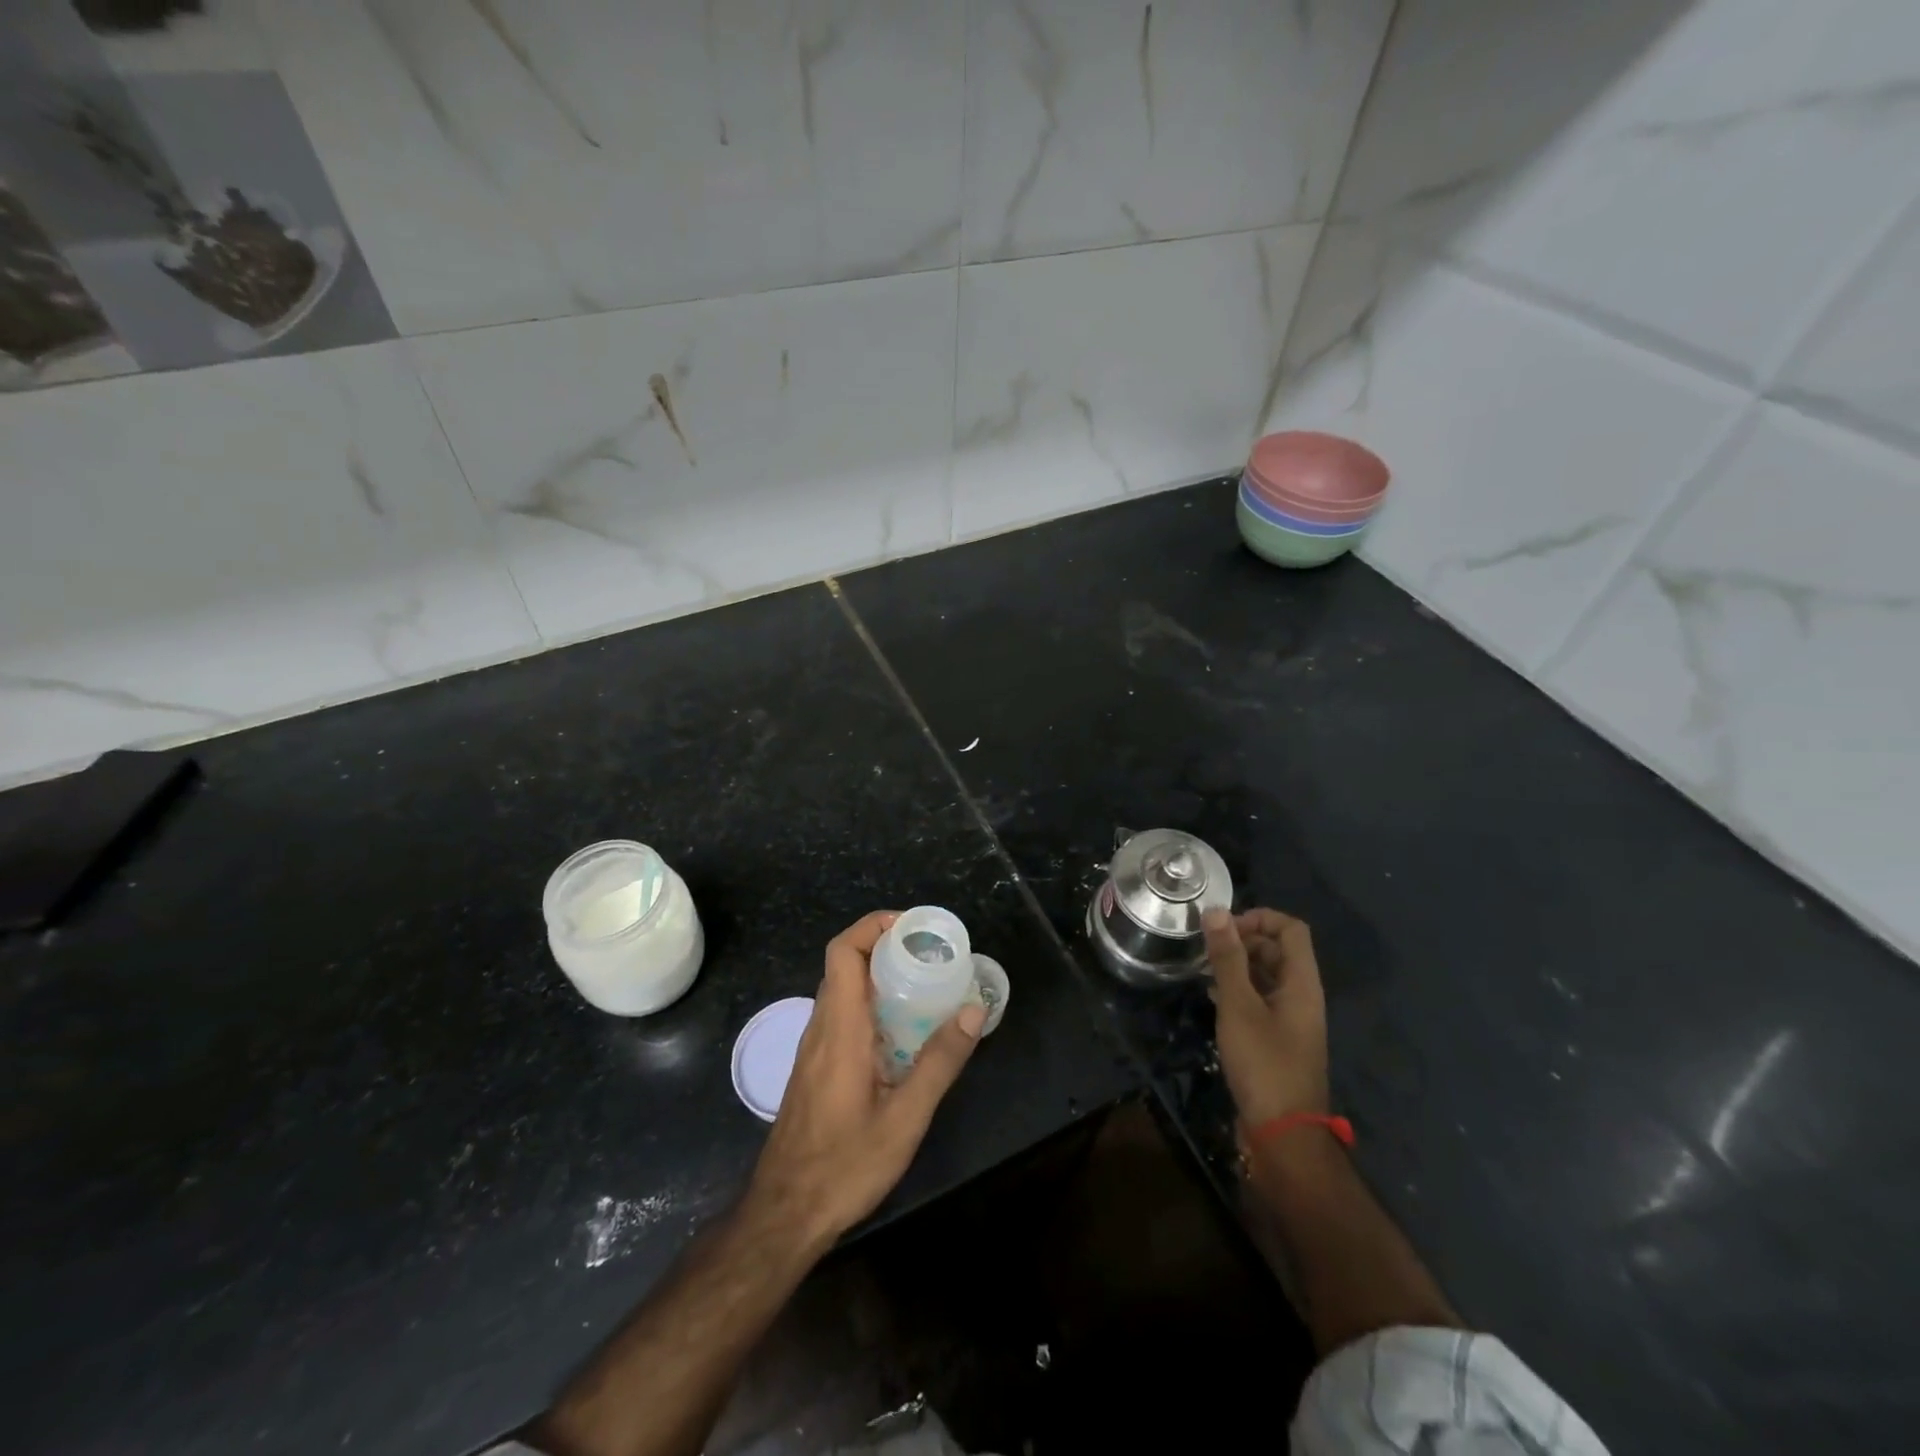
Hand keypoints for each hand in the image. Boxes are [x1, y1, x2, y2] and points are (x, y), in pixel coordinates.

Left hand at [746, 911, 985, 1248]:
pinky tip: (901, 1033)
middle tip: (928, 956)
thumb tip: (973, 1009)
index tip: (911, 928)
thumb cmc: (844, 1165)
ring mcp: (814, 1048)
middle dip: (884, 948)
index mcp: (840, 1028)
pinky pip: (841, 1016)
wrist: (785, 1213)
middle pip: (843, 965)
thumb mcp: (905, 1118)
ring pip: (841, 991)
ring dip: (877, 977)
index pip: (843, 951)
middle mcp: (821, 1027)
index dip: (872, 926)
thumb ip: (940, 1062)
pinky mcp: (815, 1068)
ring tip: (923, 986)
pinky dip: (869, 1005)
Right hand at [1205, 907, 1328, 1129]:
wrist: (1283, 1134)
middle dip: (1243, 940)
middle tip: (1206, 947)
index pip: (1291, 929)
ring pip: (1266, 975)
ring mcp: (1290, 1019)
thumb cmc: (1264, 1063)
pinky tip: (1211, 995)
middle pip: (1278, 950)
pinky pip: (1259, 999)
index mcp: (1302, 983)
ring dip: (1237, 965)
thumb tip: (1215, 911)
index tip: (1223, 928)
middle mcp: (1301, 996)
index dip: (1259, 918)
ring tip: (1203, 967)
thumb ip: (1227, 958)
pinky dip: (1237, 989)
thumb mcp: (1239, 1006)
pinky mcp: (1276, 1039)